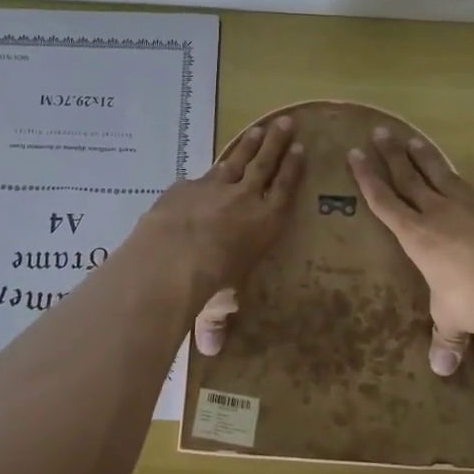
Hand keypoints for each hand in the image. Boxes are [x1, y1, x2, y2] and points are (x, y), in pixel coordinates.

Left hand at [129, 116, 303, 347]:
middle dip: (276, 143)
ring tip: (260, 128)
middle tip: (286, 122)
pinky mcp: (186, 187)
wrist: (172, 258)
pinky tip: (208, 167)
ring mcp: (214, 187)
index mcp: (265, 223)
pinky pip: (201, 175)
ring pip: (236, 160)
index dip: (293, 169)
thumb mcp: (218, 305)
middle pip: (265, 164)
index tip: (301, 148)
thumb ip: (215, 322)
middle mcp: (245, 199)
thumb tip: (211, 351)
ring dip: (249, 144)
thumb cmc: (210, 284)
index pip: (285, 189)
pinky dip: (208, 170)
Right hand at [347, 128, 473, 374]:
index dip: (368, 178)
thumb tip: (440, 370)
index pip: (385, 202)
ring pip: (444, 176)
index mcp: (417, 237)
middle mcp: (440, 215)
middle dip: (392, 156)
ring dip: (428, 158)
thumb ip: (445, 338)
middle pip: (410, 179)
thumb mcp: (452, 321)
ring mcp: (473, 209)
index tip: (355, 154)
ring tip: (414, 138)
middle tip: (380, 132)